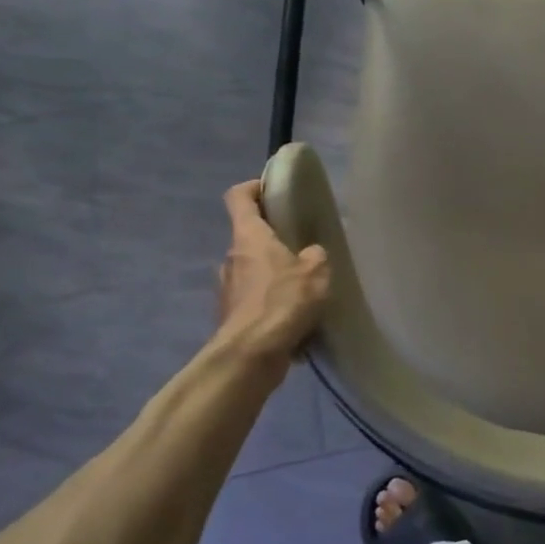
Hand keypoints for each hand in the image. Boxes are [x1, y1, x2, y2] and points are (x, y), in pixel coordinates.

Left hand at [215, 181, 329, 363]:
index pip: (239, 197)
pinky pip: (255, 301)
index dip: (253, 187)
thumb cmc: (282, 301)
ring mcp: (228, 290)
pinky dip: (272, 304)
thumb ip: (315, 255)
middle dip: (274, 239)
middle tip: (303, 246)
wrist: (250, 356)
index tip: (273, 189)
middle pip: (249, 236)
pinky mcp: (232, 317)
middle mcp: (232, 258)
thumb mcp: (316, 271)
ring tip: (304, 287)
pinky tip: (295, 317)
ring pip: (253, 271)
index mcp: (249, 237)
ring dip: (274, 274)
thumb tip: (310, 255)